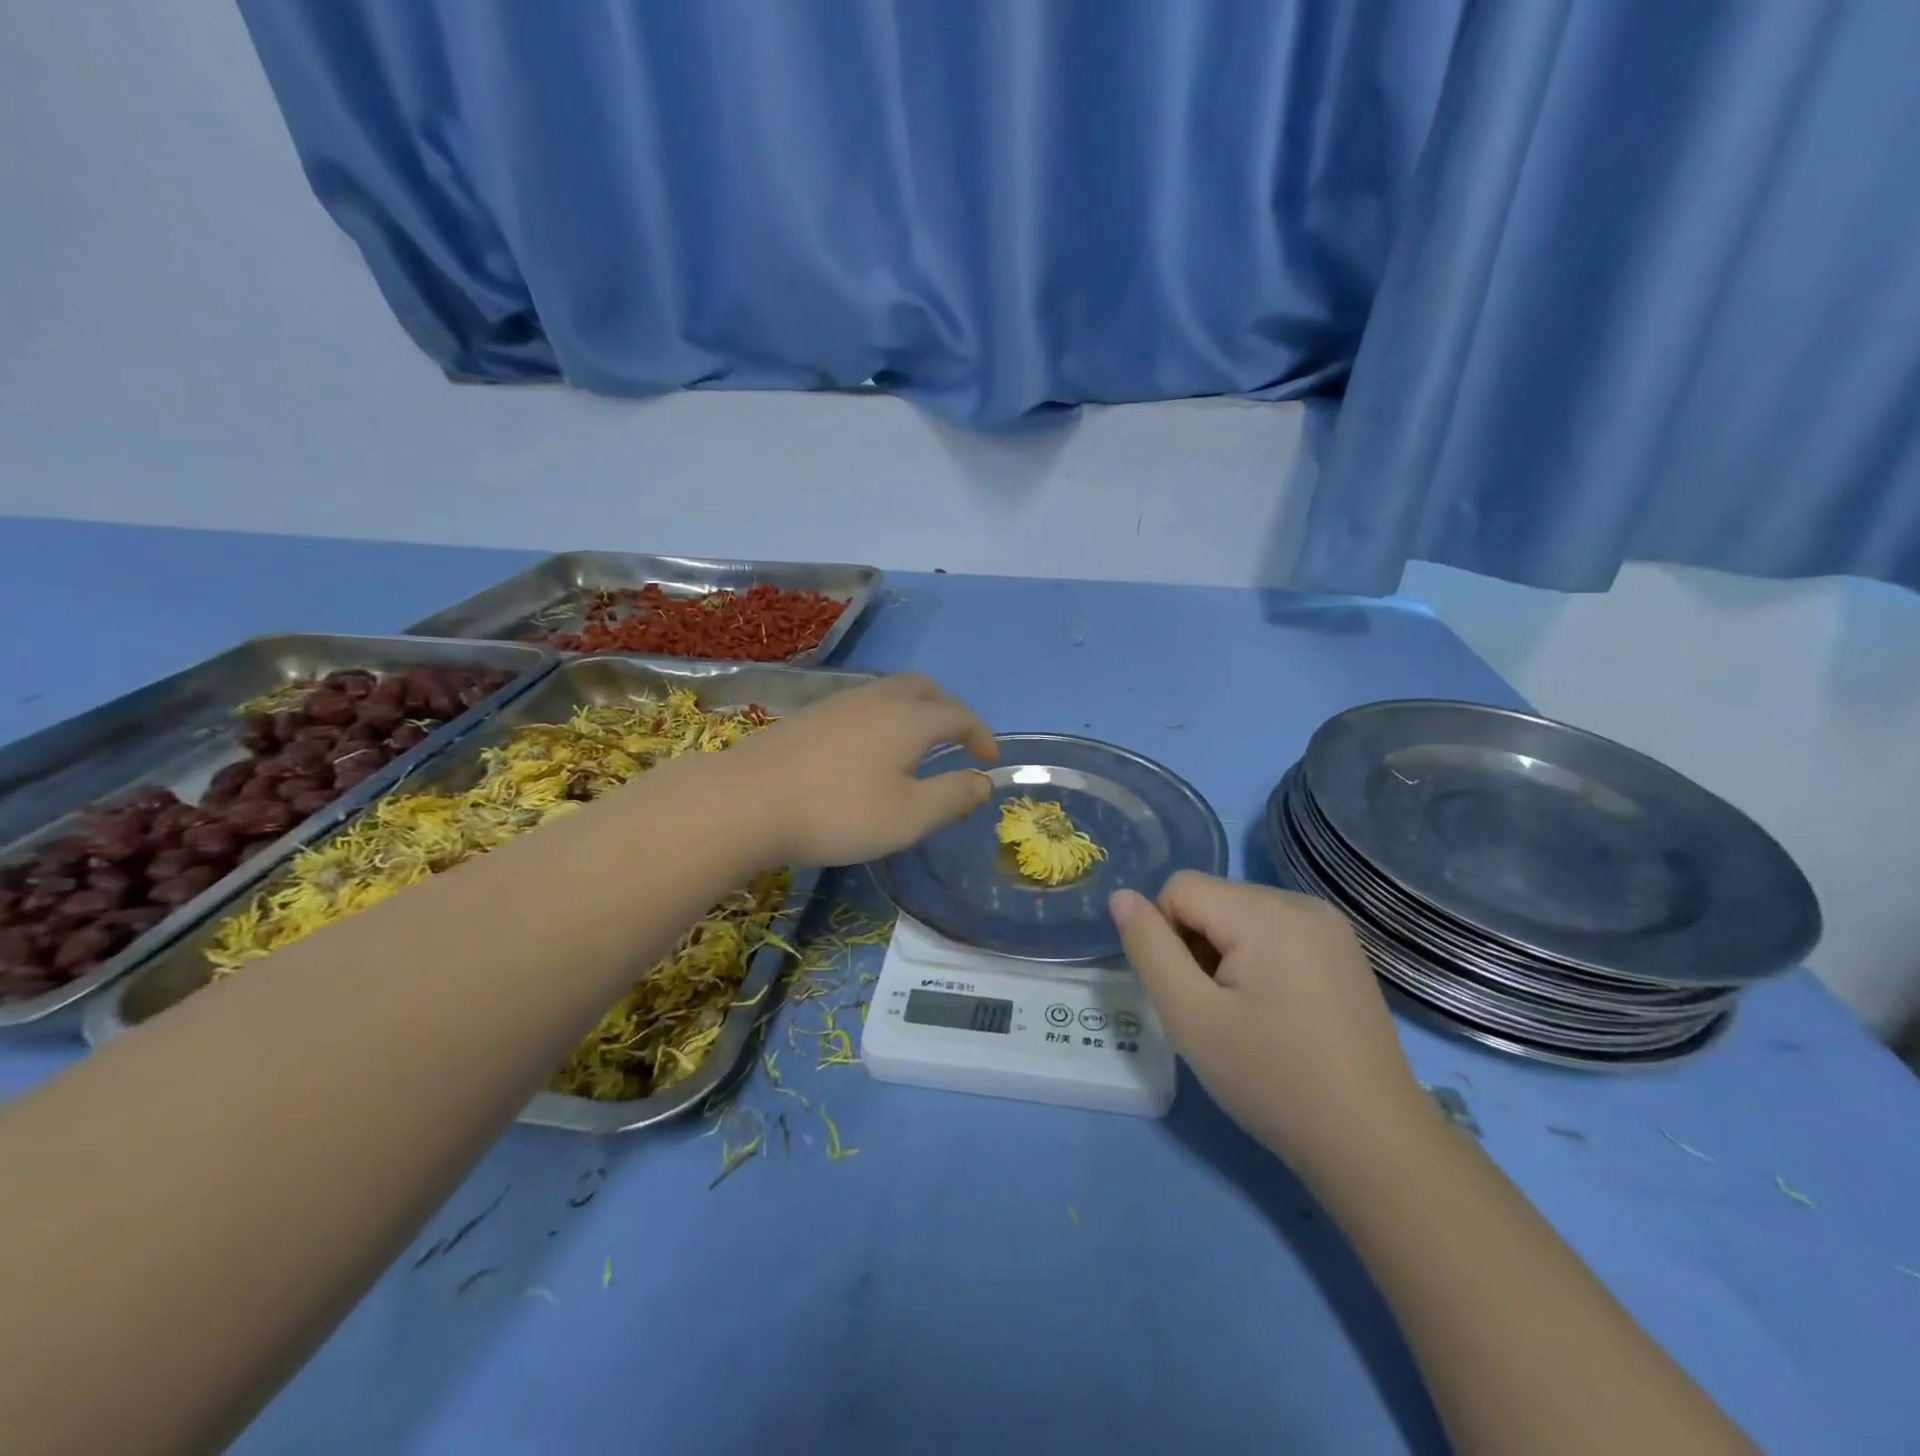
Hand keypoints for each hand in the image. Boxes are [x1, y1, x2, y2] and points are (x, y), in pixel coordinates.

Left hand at [724, 673, 997, 867]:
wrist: (746, 801)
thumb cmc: (838, 812)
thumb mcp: (909, 816)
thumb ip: (953, 797)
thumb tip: (983, 781)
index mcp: (909, 719)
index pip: (958, 715)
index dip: (981, 734)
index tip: (989, 760)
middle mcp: (877, 699)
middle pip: (924, 689)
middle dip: (949, 710)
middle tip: (956, 741)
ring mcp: (839, 703)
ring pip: (890, 692)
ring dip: (915, 711)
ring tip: (916, 746)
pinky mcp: (809, 716)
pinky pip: (862, 704)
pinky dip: (884, 718)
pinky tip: (869, 750)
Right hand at [1110, 873, 1427, 1175]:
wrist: (1372, 1144)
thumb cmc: (1272, 1079)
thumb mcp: (1190, 1017)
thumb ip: (1148, 948)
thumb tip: (1122, 897)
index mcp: (1267, 912)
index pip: (1179, 889)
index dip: (1165, 938)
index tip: (1189, 995)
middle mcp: (1302, 903)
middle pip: (1212, 899)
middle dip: (1197, 946)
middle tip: (1215, 1012)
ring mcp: (1329, 926)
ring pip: (1240, 915)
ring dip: (1224, 954)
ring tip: (1245, 1014)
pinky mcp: (1343, 950)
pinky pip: (1274, 931)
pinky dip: (1257, 960)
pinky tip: (1274, 1010)